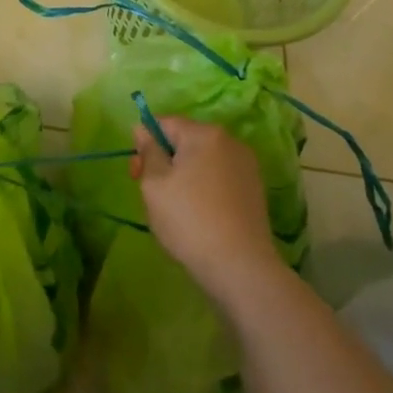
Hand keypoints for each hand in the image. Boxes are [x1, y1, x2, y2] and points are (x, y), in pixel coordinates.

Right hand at [133, 118, 281, 304]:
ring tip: (175, 210)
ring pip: (202, 162)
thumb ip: (148, 151)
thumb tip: (143, 129)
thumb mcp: (154, 184)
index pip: (165, 124)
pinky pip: (219, 179)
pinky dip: (204, 190)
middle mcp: (230, 142)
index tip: (137, 173)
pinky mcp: (255, 191)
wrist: (241, 268)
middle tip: (151, 194)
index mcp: (205, 134)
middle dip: (164, 161)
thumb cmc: (189, 220)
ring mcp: (246, 167)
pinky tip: (198, 217)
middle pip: (185, 141)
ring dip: (184, 176)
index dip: (145, 143)